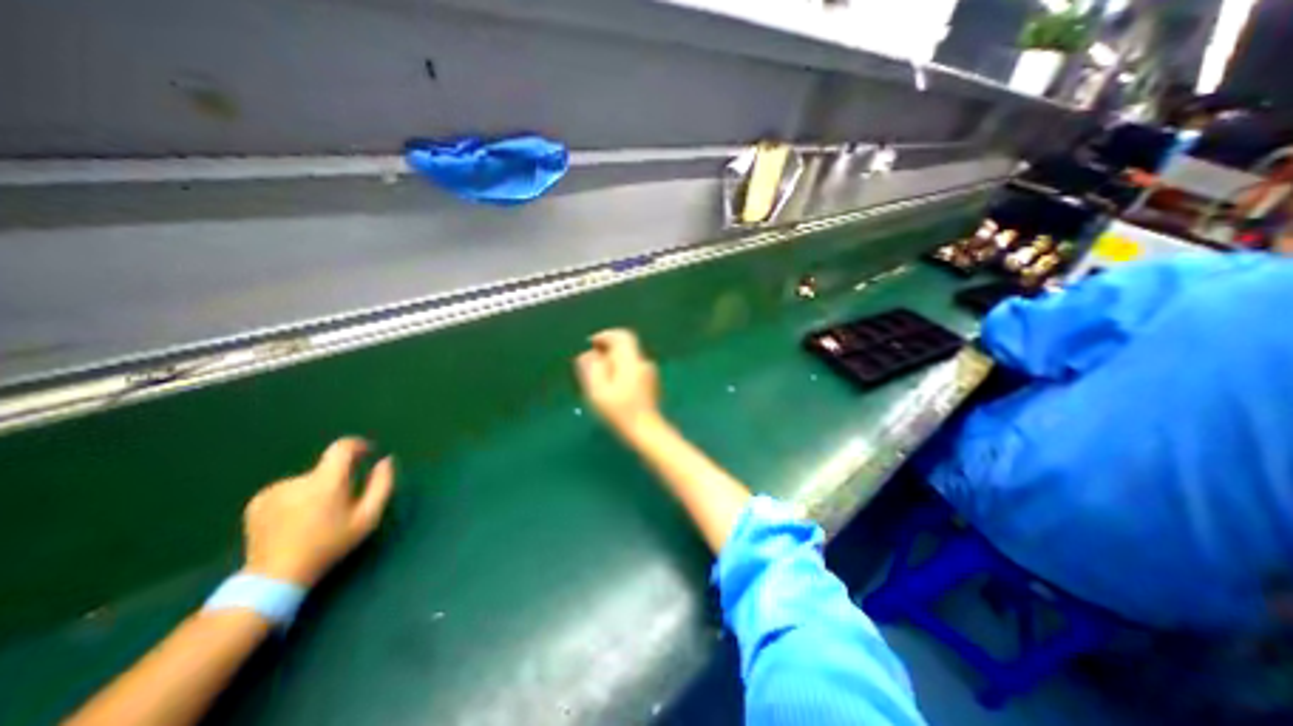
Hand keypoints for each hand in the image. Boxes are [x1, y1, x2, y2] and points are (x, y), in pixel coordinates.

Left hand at [240, 437, 394, 590]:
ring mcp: (273, 490)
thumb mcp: (368, 517)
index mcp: (326, 482)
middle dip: (340, 477)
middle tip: (344, 501)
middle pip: (327, 467)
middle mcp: (298, 480)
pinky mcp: (257, 501)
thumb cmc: (330, 545)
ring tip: (318, 515)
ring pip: (309, 480)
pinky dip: (298, 498)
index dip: (359, 445)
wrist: (275, 577)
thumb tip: (385, 461)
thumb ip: (382, 484)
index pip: (342, 447)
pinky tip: (296, 520)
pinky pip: (288, 490)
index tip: (369, 453)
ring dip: (318, 489)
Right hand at [574, 330, 660, 436]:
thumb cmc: (620, 412)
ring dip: (613, 363)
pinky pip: (633, 370)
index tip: (591, 344)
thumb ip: (592, 368)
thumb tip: (588, 354)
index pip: (622, 336)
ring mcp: (650, 374)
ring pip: (628, 360)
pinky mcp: (651, 385)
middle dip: (607, 351)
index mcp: (631, 361)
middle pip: (625, 348)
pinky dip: (621, 372)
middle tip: (591, 363)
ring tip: (599, 379)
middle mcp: (643, 363)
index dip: (605, 336)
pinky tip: (612, 388)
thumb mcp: (599, 391)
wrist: (646, 431)